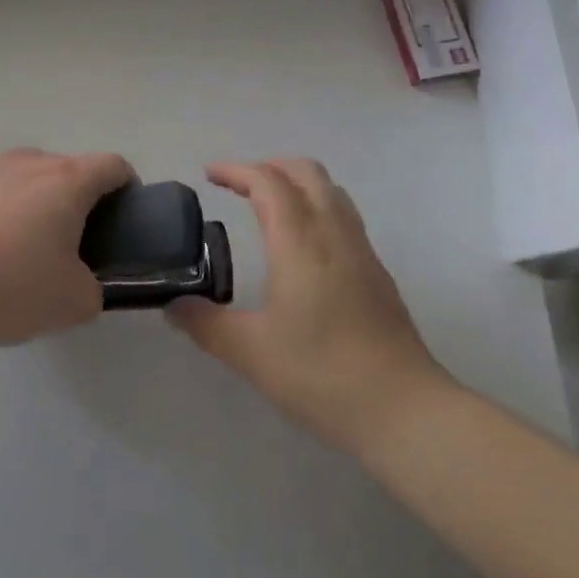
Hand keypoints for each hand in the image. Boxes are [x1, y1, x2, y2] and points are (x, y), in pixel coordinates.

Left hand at [0, 148, 132, 346]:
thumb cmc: (8, 285)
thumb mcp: (72, 303)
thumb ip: (95, 290)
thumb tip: (84, 283)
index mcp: (66, 180)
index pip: (112, 165)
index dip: (128, 187)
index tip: (126, 218)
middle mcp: (30, 162)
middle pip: (70, 171)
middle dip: (81, 202)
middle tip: (77, 247)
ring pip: (30, 180)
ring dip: (39, 206)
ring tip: (27, 252)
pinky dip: (4, 213)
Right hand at [167, 160, 455, 451]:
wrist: (405, 411)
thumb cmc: (322, 374)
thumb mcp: (251, 353)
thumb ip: (206, 324)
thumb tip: (173, 304)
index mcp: (300, 242)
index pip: (268, 182)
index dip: (237, 170)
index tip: (209, 174)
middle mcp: (334, 234)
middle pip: (306, 172)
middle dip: (269, 166)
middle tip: (238, 185)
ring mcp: (361, 251)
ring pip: (330, 191)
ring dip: (296, 183)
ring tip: (267, 205)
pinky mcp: (377, 273)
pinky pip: (343, 216)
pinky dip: (316, 206)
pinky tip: (301, 244)